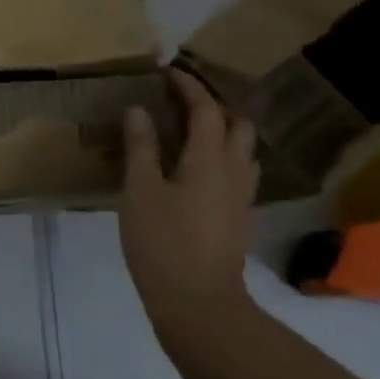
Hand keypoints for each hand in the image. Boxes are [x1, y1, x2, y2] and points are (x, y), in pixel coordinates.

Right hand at [119, 69, 258, 347]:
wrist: (200, 306)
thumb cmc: (163, 243)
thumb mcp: (140, 191)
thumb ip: (141, 147)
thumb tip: (138, 109)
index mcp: (209, 159)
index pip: (206, 109)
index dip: (188, 86)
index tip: (168, 72)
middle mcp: (233, 171)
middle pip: (236, 125)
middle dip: (213, 105)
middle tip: (180, 101)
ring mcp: (241, 197)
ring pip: (242, 149)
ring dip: (221, 131)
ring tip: (189, 130)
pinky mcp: (239, 218)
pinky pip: (237, 172)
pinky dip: (220, 156)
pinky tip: (195, 168)